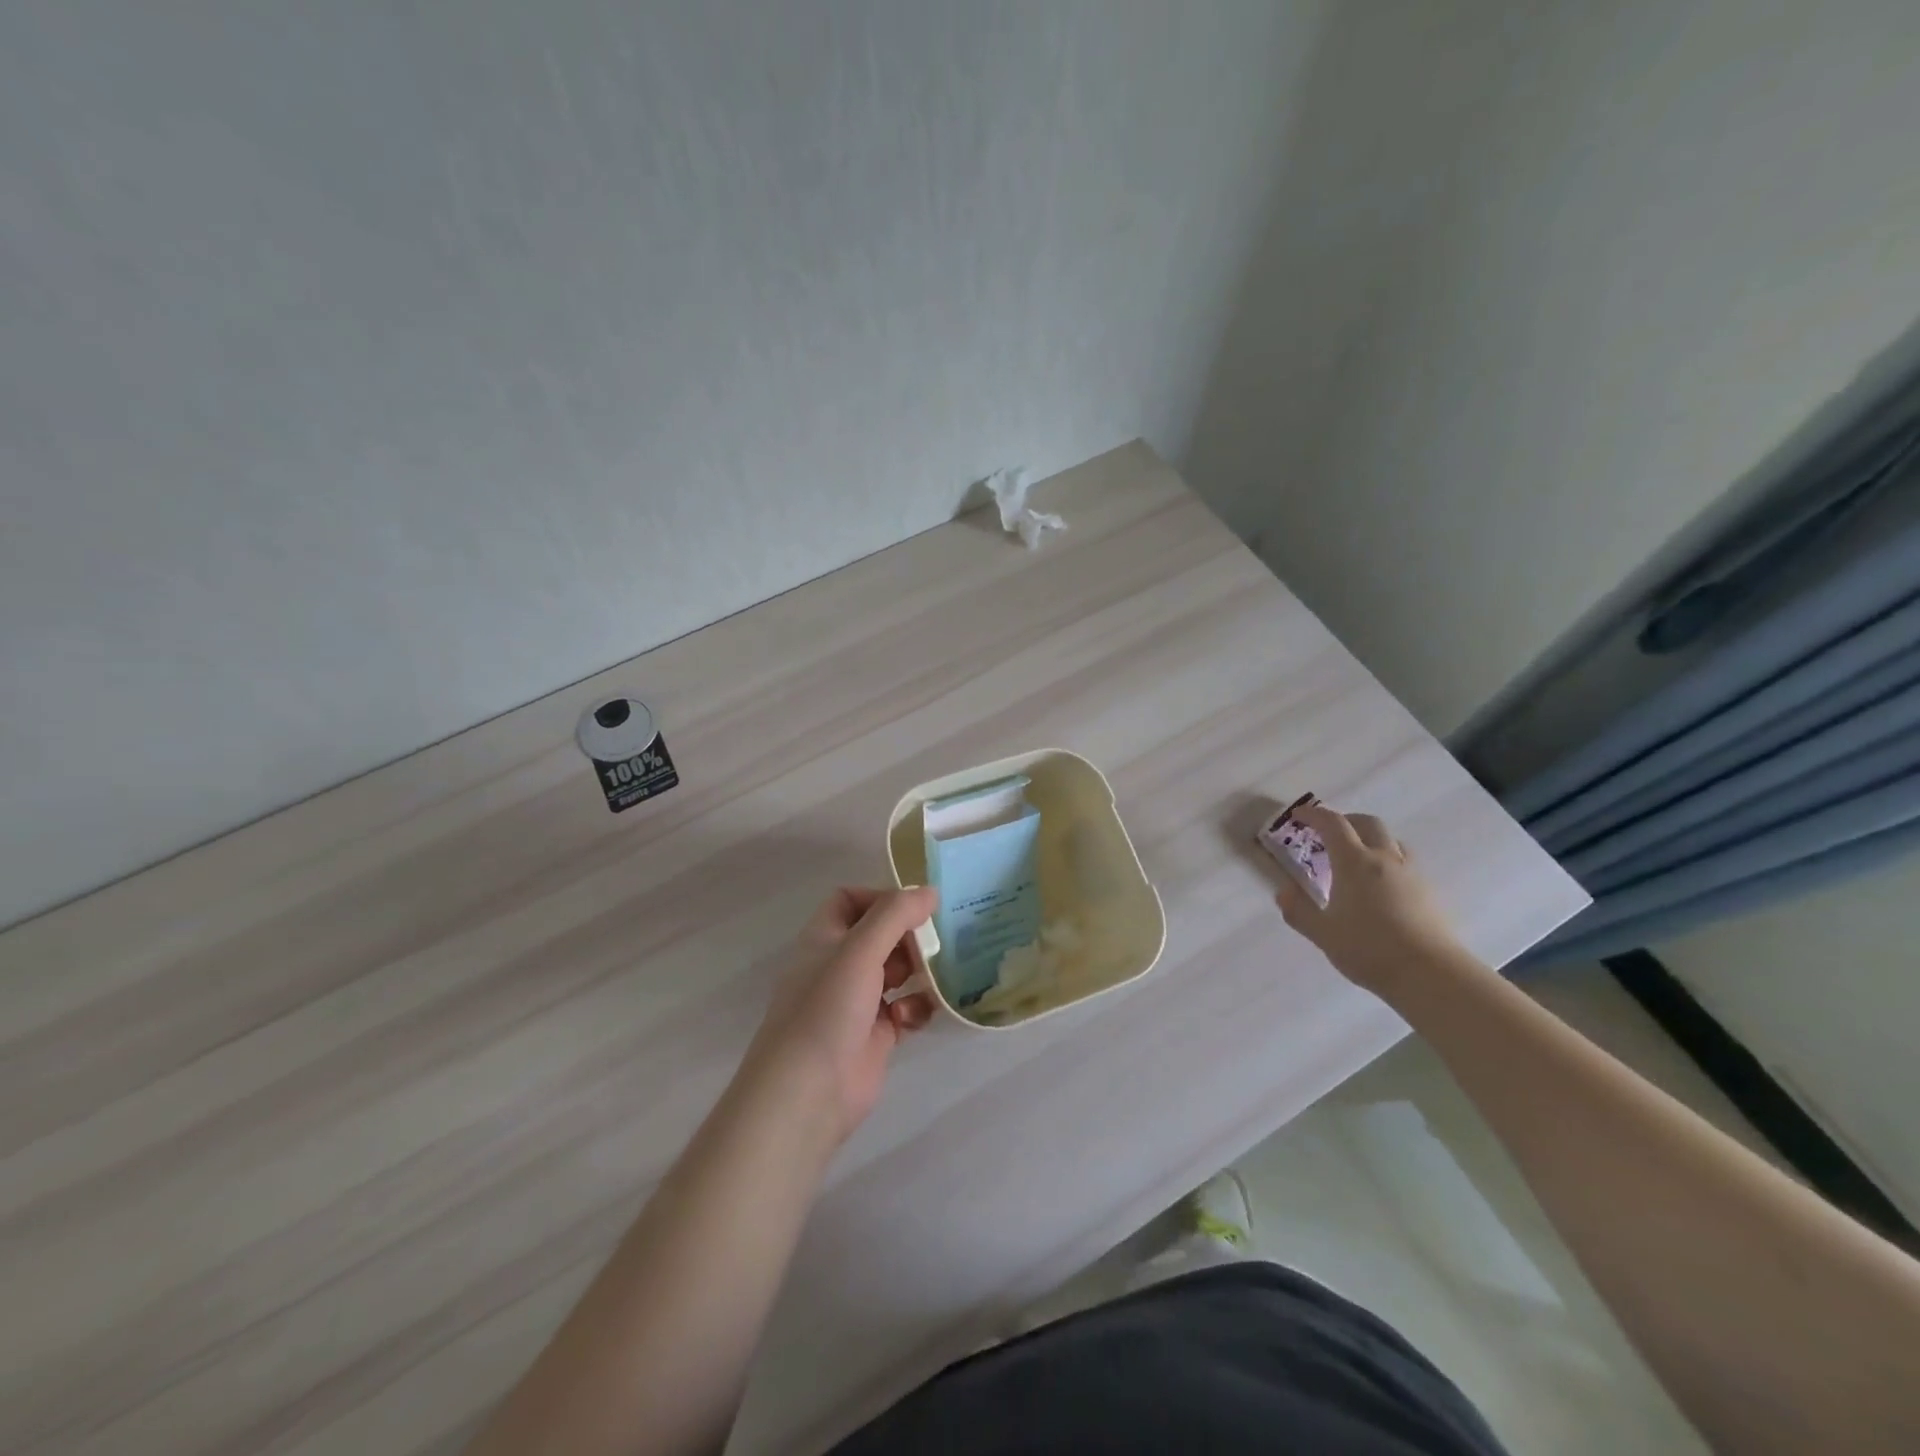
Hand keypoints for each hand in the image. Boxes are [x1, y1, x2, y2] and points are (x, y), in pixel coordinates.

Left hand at [740, 886, 938, 1144]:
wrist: (808, 1093)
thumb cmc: (827, 1009)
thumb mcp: (860, 951)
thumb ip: (895, 915)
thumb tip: (929, 891)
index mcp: (824, 939)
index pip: (850, 900)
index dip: (880, 897)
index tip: (914, 907)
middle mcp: (839, 966)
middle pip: (880, 935)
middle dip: (908, 936)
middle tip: (938, 941)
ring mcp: (857, 1002)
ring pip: (896, 972)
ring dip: (918, 971)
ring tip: (937, 975)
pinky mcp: (876, 1035)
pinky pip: (905, 1009)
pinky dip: (915, 1008)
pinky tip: (913, 1016)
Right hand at [1274, 804, 1465, 996]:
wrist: (1431, 975)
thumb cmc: (1369, 949)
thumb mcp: (1322, 933)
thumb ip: (1298, 910)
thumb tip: (1284, 892)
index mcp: (1355, 862)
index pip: (1333, 824)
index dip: (1314, 815)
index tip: (1298, 817)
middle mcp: (1385, 859)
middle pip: (1368, 823)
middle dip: (1346, 821)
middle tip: (1329, 834)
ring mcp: (1413, 874)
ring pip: (1393, 841)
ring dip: (1371, 840)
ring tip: (1358, 860)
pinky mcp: (1431, 893)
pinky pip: (1407, 863)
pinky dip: (1389, 861)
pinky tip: (1383, 887)